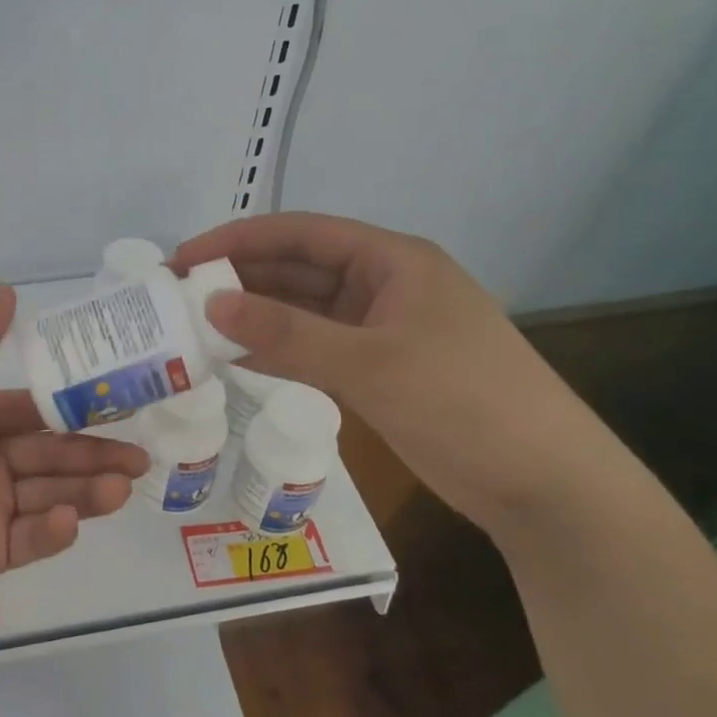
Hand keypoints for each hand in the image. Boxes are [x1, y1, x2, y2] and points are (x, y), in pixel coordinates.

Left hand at [0, 286, 147, 665]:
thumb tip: (5, 289)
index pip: (27, 410)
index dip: (70, 407)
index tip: (119, 404)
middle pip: (44, 454)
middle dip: (90, 455)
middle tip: (139, 459)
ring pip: (44, 494)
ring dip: (82, 491)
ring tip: (122, 489)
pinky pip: (28, 539)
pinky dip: (51, 530)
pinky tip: (68, 523)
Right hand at [173, 213, 614, 531]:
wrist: (540, 483)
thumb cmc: (464, 403)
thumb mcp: (370, 363)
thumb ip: (287, 334)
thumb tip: (210, 304)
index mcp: (392, 262)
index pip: (301, 233)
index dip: (238, 239)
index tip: (183, 258)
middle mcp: (382, 287)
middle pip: (297, 270)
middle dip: (238, 279)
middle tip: (175, 295)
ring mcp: (379, 331)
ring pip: (301, 313)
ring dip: (252, 318)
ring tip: (191, 327)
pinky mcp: (376, 372)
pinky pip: (312, 350)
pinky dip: (274, 353)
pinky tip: (232, 361)